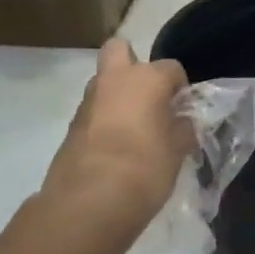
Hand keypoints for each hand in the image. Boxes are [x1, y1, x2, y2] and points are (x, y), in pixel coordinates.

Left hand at [41, 41, 191, 233]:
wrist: (88, 203)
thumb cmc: (144, 169)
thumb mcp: (177, 151)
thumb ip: (183, 129)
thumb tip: (183, 121)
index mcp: (146, 79)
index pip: (171, 68)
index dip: (180, 87)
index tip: (184, 110)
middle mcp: (114, 80)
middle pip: (120, 49)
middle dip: (133, 63)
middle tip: (149, 95)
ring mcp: (88, 102)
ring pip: (104, 82)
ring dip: (118, 95)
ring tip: (134, 128)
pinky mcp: (71, 126)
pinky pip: (93, 111)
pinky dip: (104, 120)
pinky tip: (116, 148)